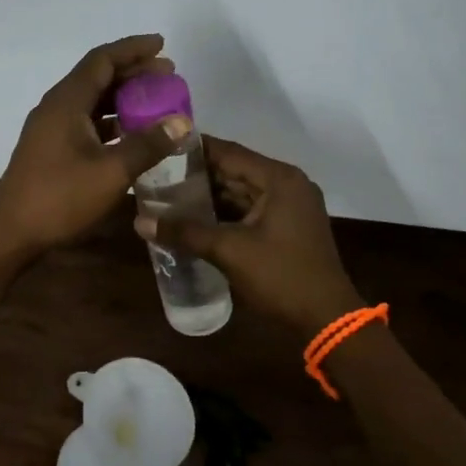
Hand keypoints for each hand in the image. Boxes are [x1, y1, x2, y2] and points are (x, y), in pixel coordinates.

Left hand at [0, 34, 193, 256]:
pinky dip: (110, 119)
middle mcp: (56, 106)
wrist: (11, 232)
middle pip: (97, 76)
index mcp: (67, 102)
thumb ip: (148, 144)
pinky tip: (131, 133)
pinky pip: (85, 120)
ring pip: (91, 99)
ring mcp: (50, 127)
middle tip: (168, 75)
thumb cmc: (60, 198)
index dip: (133, 49)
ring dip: (122, 96)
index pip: (102, 60)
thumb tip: (182, 121)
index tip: (162, 44)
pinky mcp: (50, 147)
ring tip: (156, 101)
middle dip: (132, 71)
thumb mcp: (111, 172)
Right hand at [134, 136, 363, 338]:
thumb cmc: (281, 276)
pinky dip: (224, 212)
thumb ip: (185, 232)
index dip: (193, 149)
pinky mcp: (287, 226)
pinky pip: (249, 208)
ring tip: (167, 194)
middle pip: (234, 169)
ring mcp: (289, 205)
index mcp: (278, 178)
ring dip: (209, 195)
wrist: (326, 319)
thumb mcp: (229, 251)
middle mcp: (286, 184)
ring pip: (240, 191)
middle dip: (197, 174)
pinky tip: (193, 218)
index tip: (160, 146)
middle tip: (156, 173)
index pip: (228, 151)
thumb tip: (139, 221)